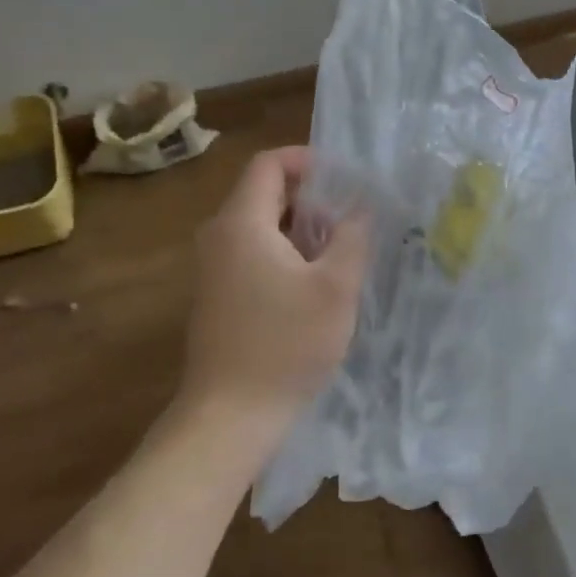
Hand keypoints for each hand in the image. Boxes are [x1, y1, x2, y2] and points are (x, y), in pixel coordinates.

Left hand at [180, 147, 368, 438]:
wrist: (229, 416)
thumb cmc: (286, 344)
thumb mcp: (335, 287)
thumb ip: (353, 236)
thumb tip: (361, 205)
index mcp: (241, 223)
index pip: (268, 164)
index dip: (307, 160)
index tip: (345, 179)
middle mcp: (219, 236)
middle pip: (264, 192)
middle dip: (310, 197)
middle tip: (351, 218)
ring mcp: (213, 268)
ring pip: (260, 225)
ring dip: (300, 227)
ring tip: (340, 251)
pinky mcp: (218, 295)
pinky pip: (252, 252)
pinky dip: (284, 251)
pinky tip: (313, 283)